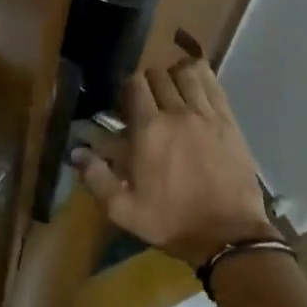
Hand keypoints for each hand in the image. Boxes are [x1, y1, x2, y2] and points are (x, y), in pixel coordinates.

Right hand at [70, 58, 274, 266]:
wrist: (228, 233)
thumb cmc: (172, 222)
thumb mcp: (124, 210)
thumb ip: (96, 178)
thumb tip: (76, 152)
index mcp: (149, 130)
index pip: (134, 85)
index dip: (127, 87)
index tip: (125, 102)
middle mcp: (177, 112)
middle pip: (160, 75)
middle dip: (149, 82)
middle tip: (147, 101)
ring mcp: (207, 114)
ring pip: (187, 73)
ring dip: (175, 76)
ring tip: (172, 91)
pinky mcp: (229, 120)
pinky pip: (214, 84)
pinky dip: (202, 77)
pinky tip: (197, 85)